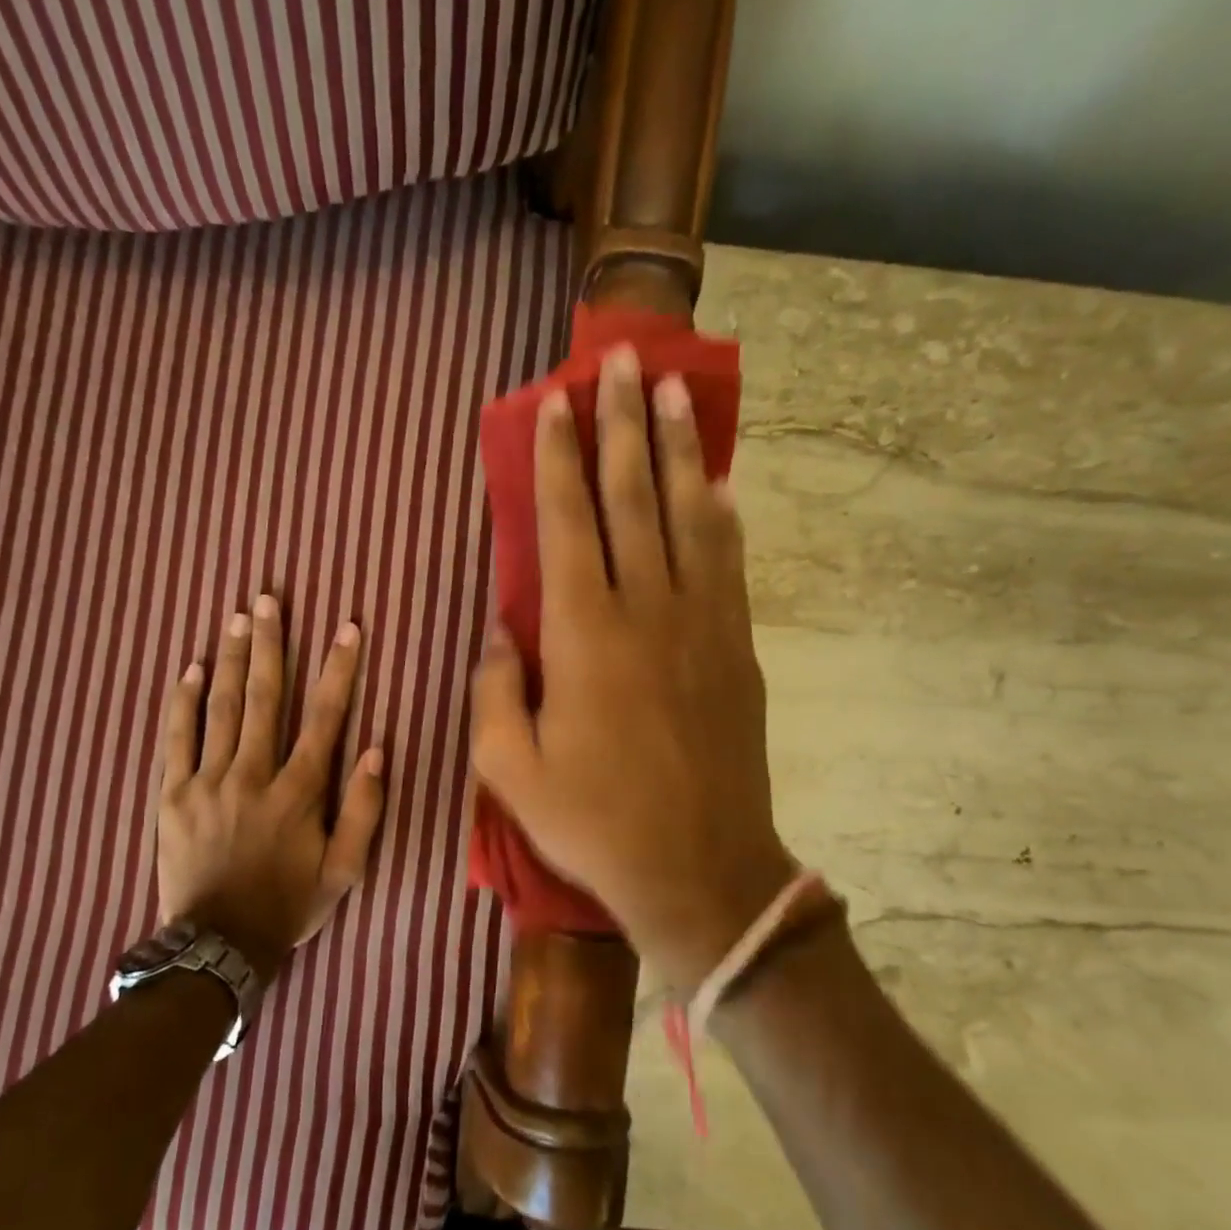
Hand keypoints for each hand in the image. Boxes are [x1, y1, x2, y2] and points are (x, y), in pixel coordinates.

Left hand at [158, 597, 384, 982]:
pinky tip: (190, 668)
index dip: (338, 670)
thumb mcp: (344, 870)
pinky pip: (177, 738)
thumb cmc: (288, 905)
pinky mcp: (173, 794)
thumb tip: (375, 749)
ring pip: (220, 708)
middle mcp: (253, 774)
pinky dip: (183, 701)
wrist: (218, 944)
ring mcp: (207, 781)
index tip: (347, 628)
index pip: (324, 718)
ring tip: (236, 617)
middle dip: (270, 644)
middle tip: (269, 599)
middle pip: (263, 697)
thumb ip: (363, 810)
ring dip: (230, 659)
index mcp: (298, 791)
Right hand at [471, 345, 791, 991]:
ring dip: (677, 449)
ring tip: (671, 391)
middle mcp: (647, 610)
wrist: (699, 869)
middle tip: (620, 360)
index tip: (555, 403)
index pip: (567, 524)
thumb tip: (500, 629)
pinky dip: (721, 513)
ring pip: (689, 515)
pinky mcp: (737, 648)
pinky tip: (718, 482)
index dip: (559, 458)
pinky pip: (729, 561)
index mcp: (584, 636)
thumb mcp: (509, 769)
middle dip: (621, 424)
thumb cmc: (593, 822)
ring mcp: (702, 624)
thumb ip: (493, 690)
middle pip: (633, 497)